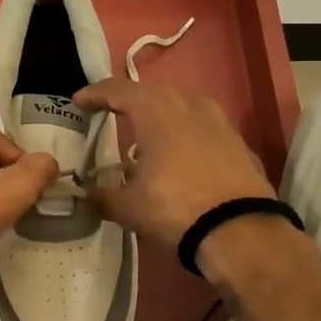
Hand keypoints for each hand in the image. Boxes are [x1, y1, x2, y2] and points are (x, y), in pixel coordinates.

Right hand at [72, 78, 274, 249]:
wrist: (241, 230)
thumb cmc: (175, 206)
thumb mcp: (128, 206)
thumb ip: (103, 197)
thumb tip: (86, 197)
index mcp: (155, 109)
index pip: (117, 90)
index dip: (95, 94)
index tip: (79, 100)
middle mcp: (187, 103)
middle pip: (150, 93)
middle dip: (128, 100)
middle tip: (109, 110)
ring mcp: (218, 120)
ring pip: (181, 106)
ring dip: (160, 115)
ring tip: (146, 133)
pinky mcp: (237, 141)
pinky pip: (202, 127)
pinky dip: (185, 134)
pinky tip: (179, 154)